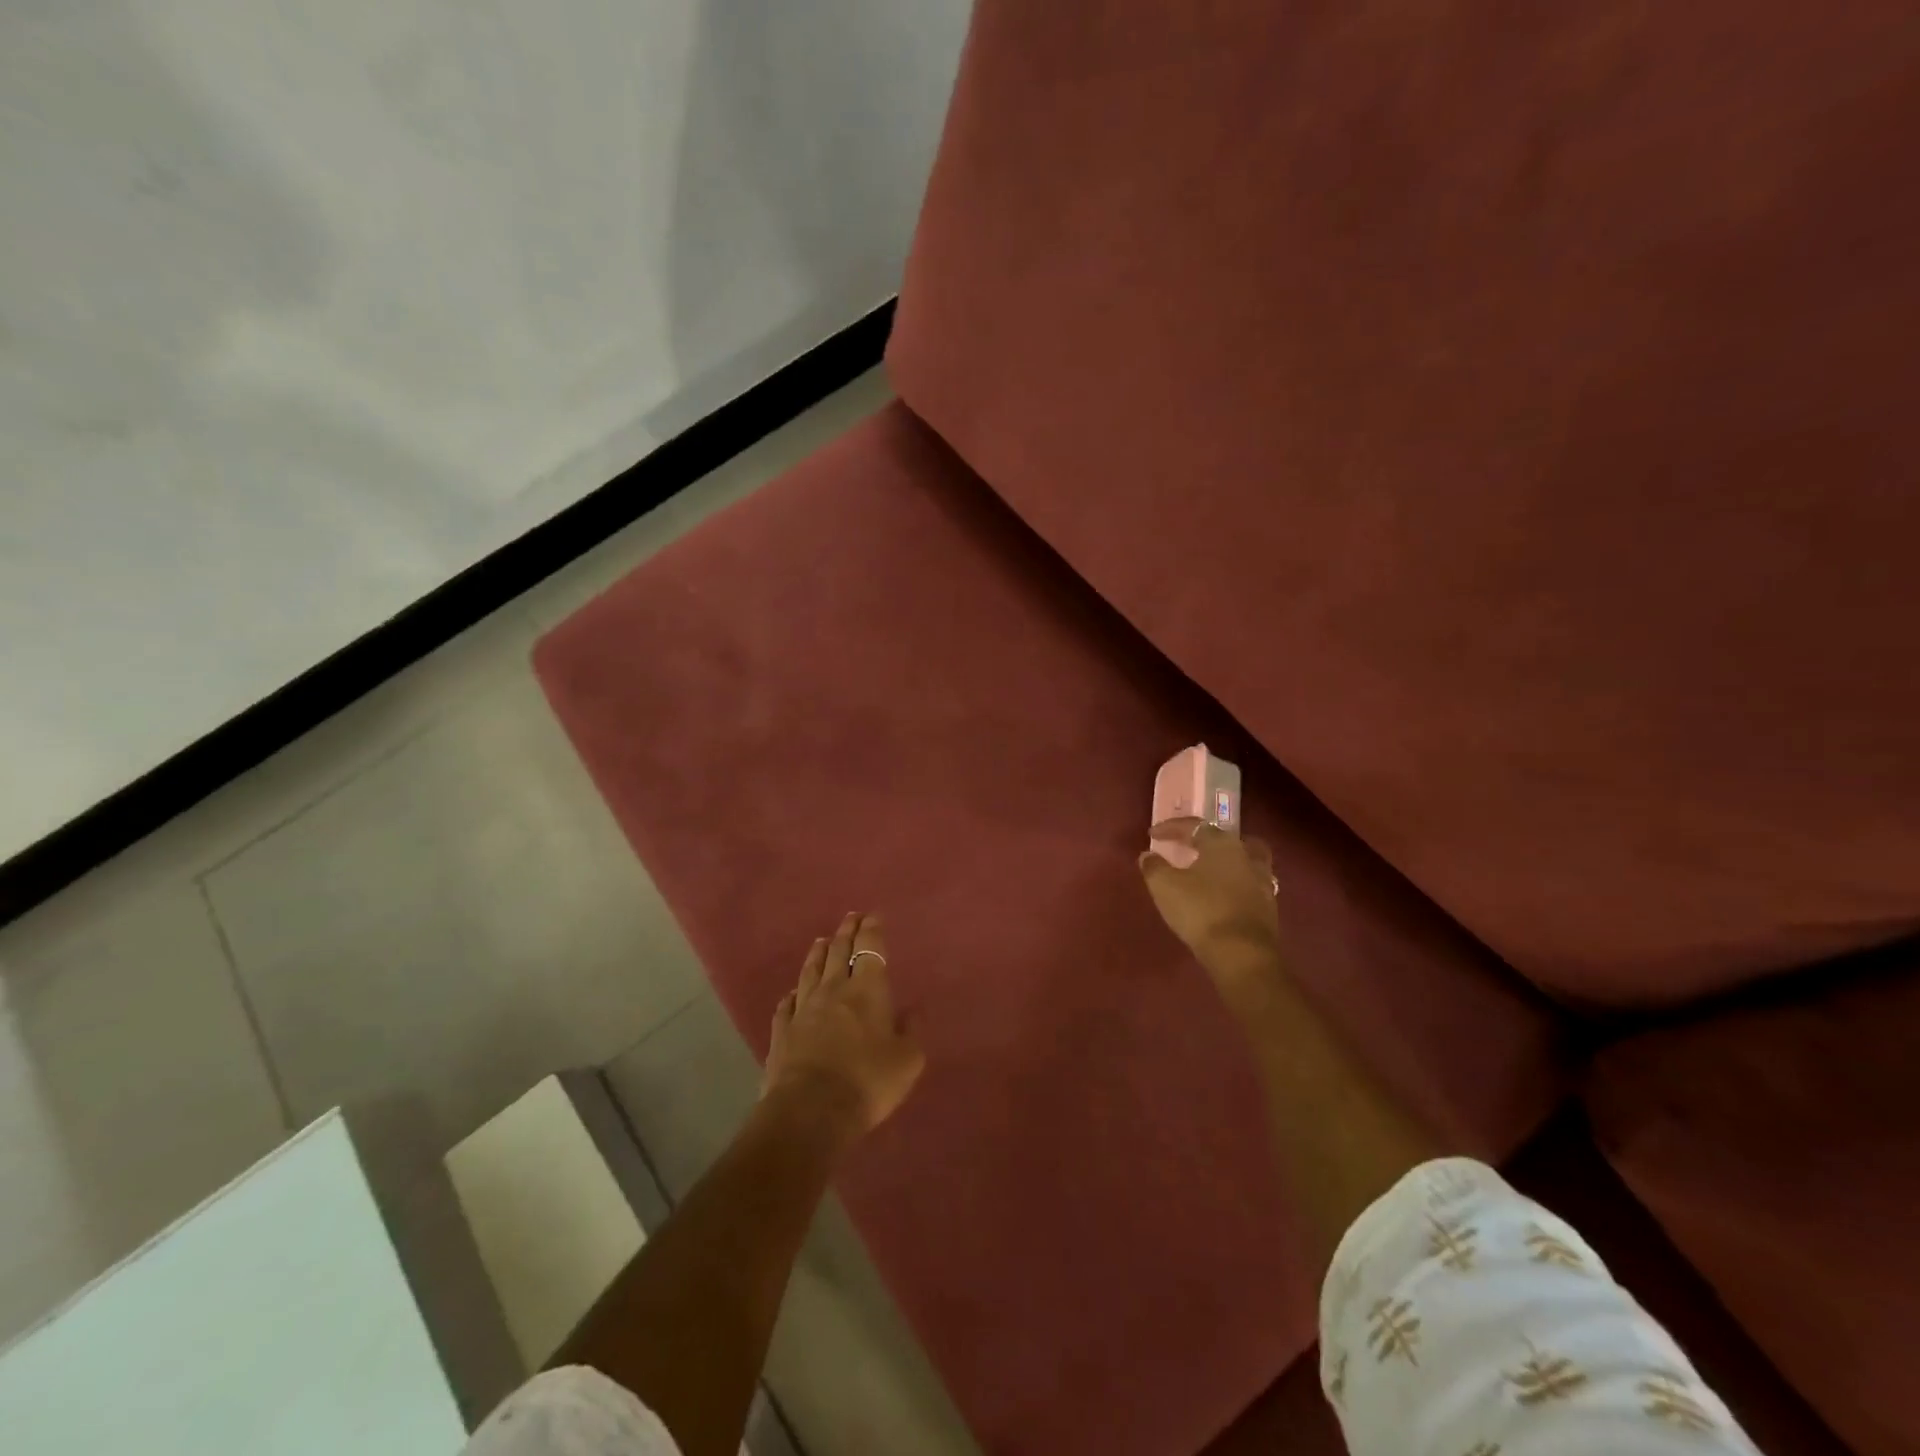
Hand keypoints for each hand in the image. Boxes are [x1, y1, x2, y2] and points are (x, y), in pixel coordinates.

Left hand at [763, 912, 925, 1140]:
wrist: (810, 1110)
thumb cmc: (868, 1081)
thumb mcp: (906, 1060)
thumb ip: (911, 1031)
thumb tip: (914, 1010)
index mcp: (867, 989)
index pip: (870, 948)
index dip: (872, 930)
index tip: (872, 915)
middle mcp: (833, 989)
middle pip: (839, 952)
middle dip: (847, 932)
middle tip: (851, 917)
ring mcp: (803, 1008)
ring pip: (811, 971)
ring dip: (818, 953)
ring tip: (822, 940)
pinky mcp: (782, 1031)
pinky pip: (787, 1004)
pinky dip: (793, 994)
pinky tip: (793, 992)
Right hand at [1139, 819, 1282, 997]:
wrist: (1242, 954)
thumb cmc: (1201, 910)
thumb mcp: (1165, 886)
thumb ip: (1154, 867)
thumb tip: (1148, 855)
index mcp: (1222, 843)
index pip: (1195, 826)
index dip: (1171, 828)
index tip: (1152, 835)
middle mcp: (1246, 856)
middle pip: (1228, 839)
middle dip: (1209, 841)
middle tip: (1191, 848)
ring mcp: (1263, 881)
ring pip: (1245, 861)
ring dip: (1227, 863)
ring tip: (1209, 873)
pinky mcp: (1269, 907)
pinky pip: (1249, 886)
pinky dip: (1235, 885)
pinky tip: (1222, 896)